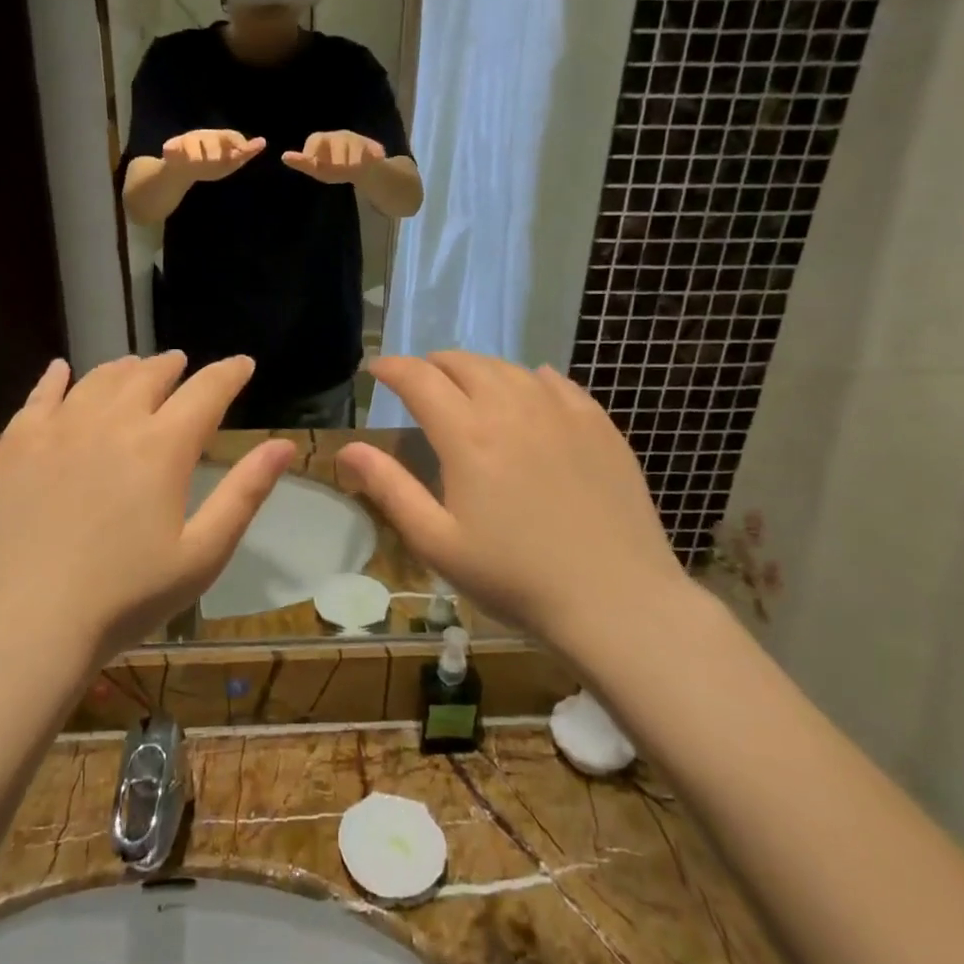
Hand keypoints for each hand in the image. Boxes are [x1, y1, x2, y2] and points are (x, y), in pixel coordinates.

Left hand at [0, 353, 296, 665]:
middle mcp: (111, 422)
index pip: (206, 392)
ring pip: (99, 379)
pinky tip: (62, 371)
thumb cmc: (126, 597)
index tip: (243, 364)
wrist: (27, 625)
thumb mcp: (202, 554)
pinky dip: (58, 377)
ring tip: (135, 367)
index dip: (229, 373)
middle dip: (173, 366)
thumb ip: (245, 493)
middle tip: (182, 364)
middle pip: (149, 376)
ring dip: (125, 369)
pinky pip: (40, 395)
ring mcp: (58, 429)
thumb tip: (283, 445)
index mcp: (162, 447)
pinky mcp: (16, 445)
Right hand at [162, 128, 265, 180]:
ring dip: (195, 153)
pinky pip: (172, 148)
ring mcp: (187, 141)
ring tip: (198, 162)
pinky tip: (173, 154)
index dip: (237, 142)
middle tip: (216, 161)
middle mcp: (204, 136)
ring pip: (192, 143)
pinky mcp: (171, 148)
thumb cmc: (209, 165)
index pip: (230, 136)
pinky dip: (172, 151)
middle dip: (214, 149)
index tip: (242, 150)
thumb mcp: (229, 162)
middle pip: (211, 139)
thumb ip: (245, 154)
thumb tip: (263, 141)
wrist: (182, 171)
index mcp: (219, 138)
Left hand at [281, 130, 385, 183]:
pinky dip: (370, 158)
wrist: (366, 169)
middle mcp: (340, 136)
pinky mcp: (374, 148)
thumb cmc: (336, 167)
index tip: (314, 163)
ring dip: (353, 159)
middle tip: (338, 168)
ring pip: (354, 149)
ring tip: (353, 168)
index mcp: (324, 140)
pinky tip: (370, 163)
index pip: (315, 140)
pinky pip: (371, 152)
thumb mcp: (318, 169)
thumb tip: (284, 156)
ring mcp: (357, 141)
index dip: (313, 151)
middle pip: (337, 143)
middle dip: (337, 157)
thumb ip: (303, 163)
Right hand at [336, 353, 685, 652]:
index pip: (419, 378)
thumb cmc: (514, 577)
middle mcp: (512, 407)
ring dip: (477, 370)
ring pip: (508, 368)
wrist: (616, 599)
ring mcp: (561, 411)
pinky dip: (528, 379)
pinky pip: (555, 382)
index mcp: (467, 434)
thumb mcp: (437, 542)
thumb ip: (389, 488)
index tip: (376, 370)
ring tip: (467, 387)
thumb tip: (347, 448)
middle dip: (431, 365)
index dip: (391, 368)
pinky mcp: (598, 424)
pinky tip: (528, 392)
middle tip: (419, 382)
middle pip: (463, 363)